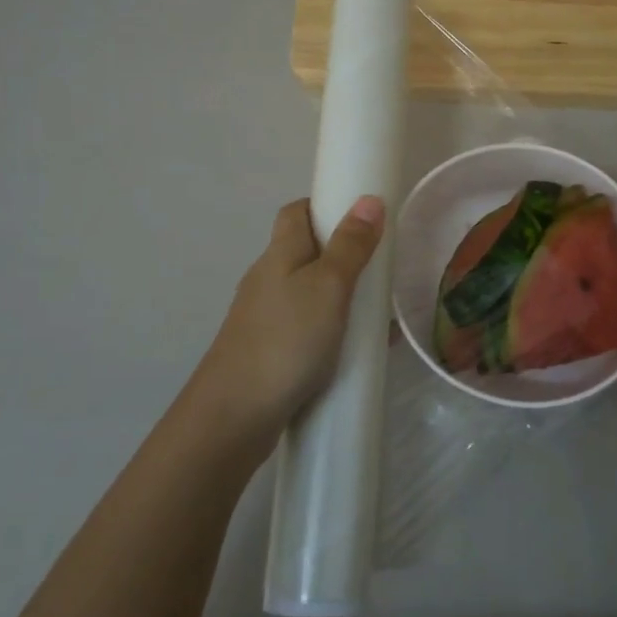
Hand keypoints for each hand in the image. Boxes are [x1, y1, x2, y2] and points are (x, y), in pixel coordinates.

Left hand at [186, 196, 385, 463]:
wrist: (235, 416)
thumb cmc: (286, 340)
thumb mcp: (328, 286)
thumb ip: (350, 245)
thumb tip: (369, 199)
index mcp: (279, 254)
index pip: (297, 212)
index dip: (327, 206)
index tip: (363, 216)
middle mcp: (268, 280)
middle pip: (306, 252)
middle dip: (344, 254)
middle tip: (381, 267)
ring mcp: (267, 318)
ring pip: (310, 293)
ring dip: (343, 296)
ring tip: (380, 311)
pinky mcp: (271, 352)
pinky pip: (310, 329)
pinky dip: (335, 330)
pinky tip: (361, 349)